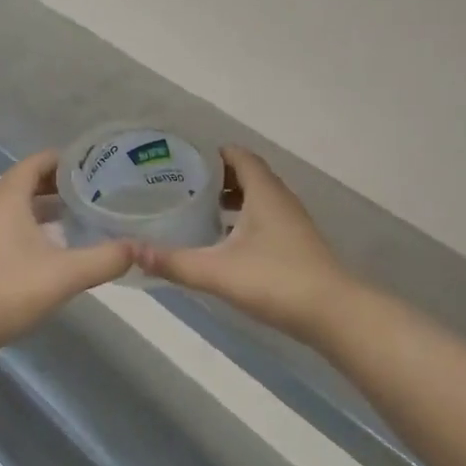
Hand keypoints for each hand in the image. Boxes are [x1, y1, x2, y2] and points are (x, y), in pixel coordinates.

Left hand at [0, 152, 135, 352]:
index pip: (39, 161)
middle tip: (98, 188)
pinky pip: (13, 222)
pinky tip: (59, 243)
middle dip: (62, 182)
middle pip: (30, 179)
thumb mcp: (67, 273)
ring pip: (21, 203)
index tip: (99, 165)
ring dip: (49, 203)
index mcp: (9, 196)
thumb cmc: (10, 289)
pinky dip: (36, 222)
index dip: (68, 159)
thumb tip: (138, 248)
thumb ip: (106, 258)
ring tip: (83, 212)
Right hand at [136, 146, 354, 341]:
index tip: (184, 158)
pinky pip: (266, 220)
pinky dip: (244, 221)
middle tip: (183, 185)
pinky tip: (225, 244)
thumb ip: (174, 262)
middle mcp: (280, 199)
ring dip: (233, 200)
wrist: (333, 313)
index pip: (239, 155)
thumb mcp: (217, 271)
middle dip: (218, 177)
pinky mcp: (297, 245)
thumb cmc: (276, 281)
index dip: (214, 152)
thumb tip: (131, 252)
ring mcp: (292, 223)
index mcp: (264, 192)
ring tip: (200, 211)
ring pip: (259, 199)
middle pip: (249, 175)